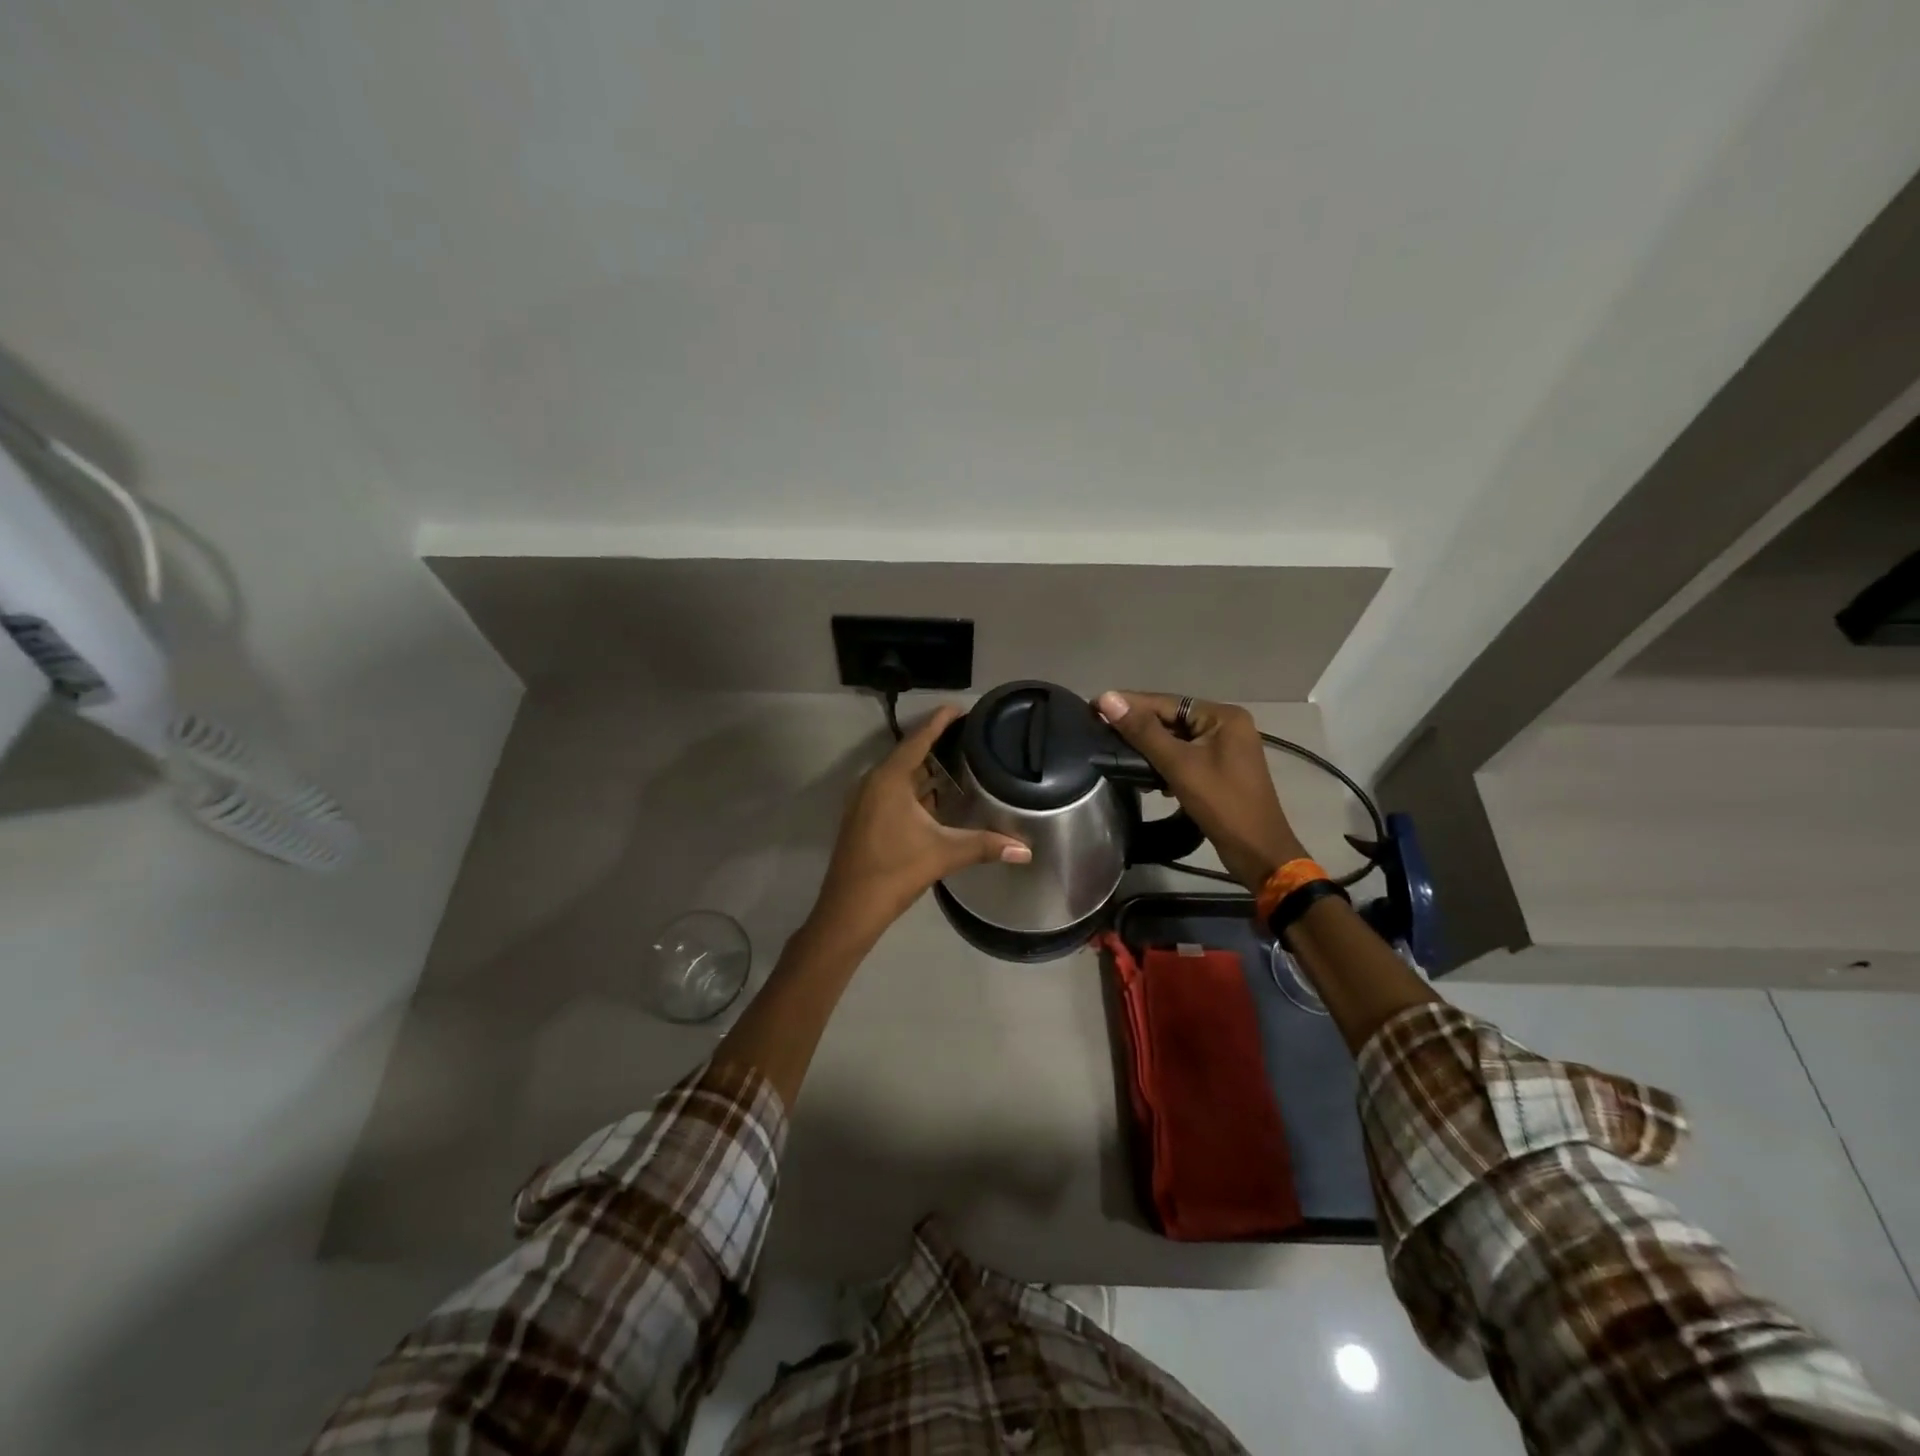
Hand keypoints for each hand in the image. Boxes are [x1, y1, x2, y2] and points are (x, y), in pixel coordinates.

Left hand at [809, 705, 1031, 943]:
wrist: (849, 909)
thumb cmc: (894, 871)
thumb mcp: (943, 853)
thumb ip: (985, 845)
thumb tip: (1027, 850)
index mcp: (889, 779)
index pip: (918, 739)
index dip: (939, 722)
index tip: (961, 709)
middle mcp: (874, 783)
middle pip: (909, 755)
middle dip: (937, 746)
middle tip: (970, 739)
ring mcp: (866, 802)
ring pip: (901, 777)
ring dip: (926, 771)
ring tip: (960, 764)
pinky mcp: (865, 819)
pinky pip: (893, 793)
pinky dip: (916, 790)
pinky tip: (937, 800)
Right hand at [1097, 691, 1305, 891]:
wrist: (1258, 852)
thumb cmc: (1222, 804)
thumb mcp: (1179, 764)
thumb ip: (1142, 731)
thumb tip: (1107, 698)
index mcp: (1222, 716)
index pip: (1166, 702)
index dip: (1129, 704)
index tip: (1093, 706)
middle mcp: (1226, 726)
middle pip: (1171, 719)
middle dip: (1137, 727)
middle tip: (1098, 730)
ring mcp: (1225, 749)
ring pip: (1176, 739)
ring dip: (1147, 747)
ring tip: (1114, 751)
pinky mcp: (1219, 770)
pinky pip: (1184, 757)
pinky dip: (1163, 763)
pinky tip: (1143, 775)